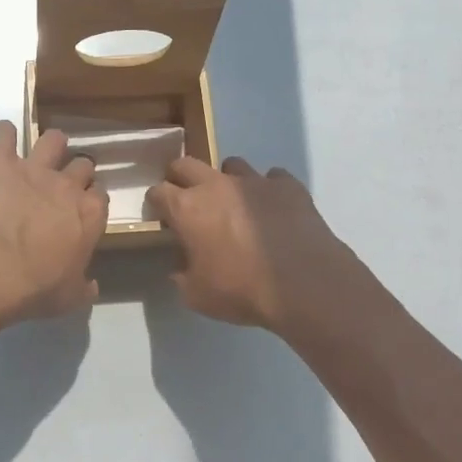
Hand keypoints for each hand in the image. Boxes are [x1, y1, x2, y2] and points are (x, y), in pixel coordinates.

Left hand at [0, 122, 108, 323]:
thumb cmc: (36, 289)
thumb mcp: (70, 298)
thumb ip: (84, 287)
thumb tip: (92, 285)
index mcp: (90, 215)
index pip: (100, 196)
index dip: (91, 201)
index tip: (81, 211)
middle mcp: (68, 185)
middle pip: (82, 164)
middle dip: (75, 171)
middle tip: (62, 185)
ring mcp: (34, 169)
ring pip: (53, 139)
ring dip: (49, 145)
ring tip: (40, 154)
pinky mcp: (1, 163)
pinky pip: (4, 134)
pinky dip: (3, 134)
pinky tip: (2, 139)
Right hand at [144, 156, 362, 333]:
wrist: (305, 284)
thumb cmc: (242, 290)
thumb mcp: (198, 296)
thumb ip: (182, 277)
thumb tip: (180, 268)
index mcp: (187, 209)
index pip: (158, 191)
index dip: (156, 202)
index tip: (161, 215)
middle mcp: (216, 185)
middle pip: (187, 164)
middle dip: (181, 177)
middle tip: (187, 198)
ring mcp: (254, 181)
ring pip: (232, 164)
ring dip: (227, 180)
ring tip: (236, 203)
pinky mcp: (287, 186)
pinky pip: (273, 177)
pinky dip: (269, 190)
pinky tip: (274, 208)